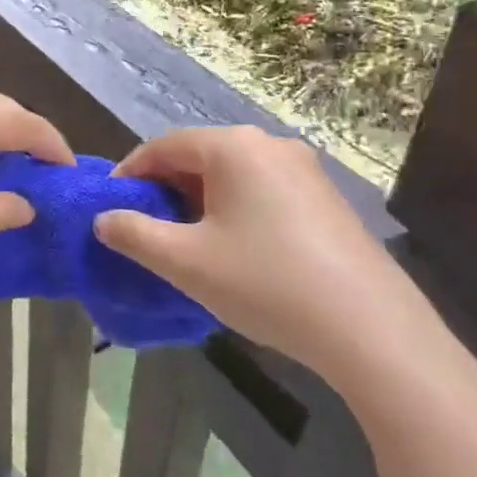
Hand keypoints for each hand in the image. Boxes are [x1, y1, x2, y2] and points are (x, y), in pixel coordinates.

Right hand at [94, 127, 424, 385]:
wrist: (373, 331)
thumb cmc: (266, 283)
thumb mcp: (184, 262)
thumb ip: (133, 234)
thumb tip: (104, 219)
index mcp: (233, 147)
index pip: (162, 146)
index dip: (130, 174)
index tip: (110, 208)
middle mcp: (269, 145)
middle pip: (198, 157)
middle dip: (165, 190)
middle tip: (145, 230)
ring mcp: (305, 170)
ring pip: (231, 176)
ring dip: (199, 202)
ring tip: (186, 244)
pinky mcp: (327, 199)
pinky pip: (263, 191)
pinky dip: (235, 211)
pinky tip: (234, 251)